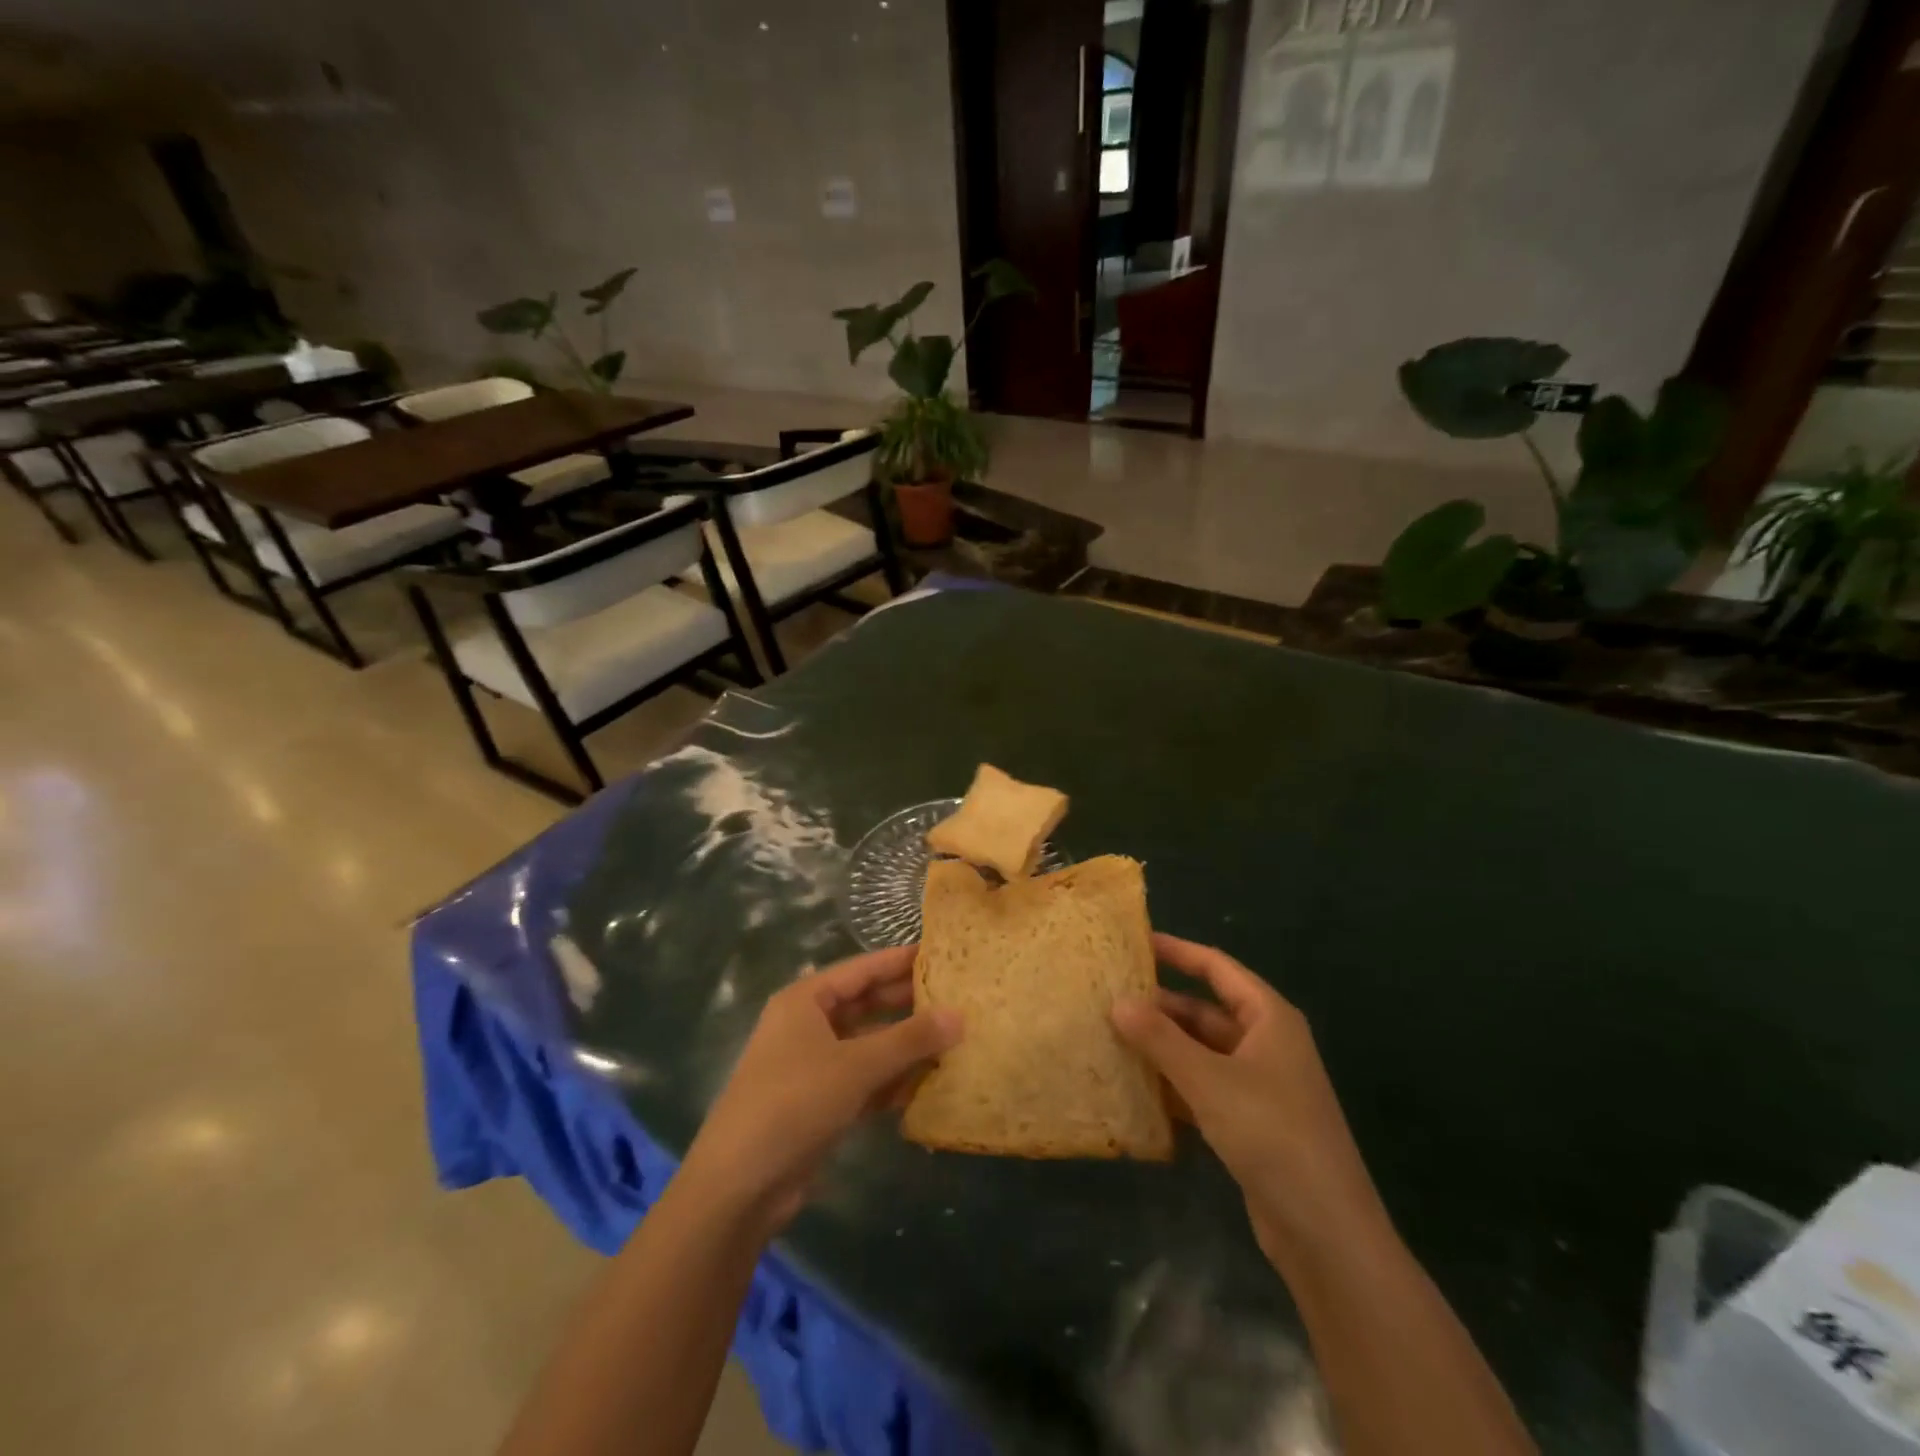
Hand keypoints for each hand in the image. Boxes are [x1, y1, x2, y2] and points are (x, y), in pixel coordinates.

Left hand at [676, 946, 961, 1239]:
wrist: (739, 1186)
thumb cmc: (795, 1102)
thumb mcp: (856, 1066)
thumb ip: (910, 1039)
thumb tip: (960, 1015)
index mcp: (806, 1000)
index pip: (862, 969)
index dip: (900, 960)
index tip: (941, 953)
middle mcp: (807, 1025)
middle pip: (866, 1004)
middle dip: (908, 1003)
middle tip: (956, 997)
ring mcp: (812, 1066)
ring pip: (868, 1044)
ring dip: (904, 1045)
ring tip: (953, 1038)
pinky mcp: (819, 1103)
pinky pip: (864, 1080)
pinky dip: (891, 1081)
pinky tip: (928, 1083)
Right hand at [1111, 934, 1387, 1268]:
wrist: (1327, 1234)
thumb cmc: (1272, 1135)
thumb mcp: (1209, 1080)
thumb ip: (1160, 1039)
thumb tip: (1117, 1002)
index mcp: (1269, 1018)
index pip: (1216, 967)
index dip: (1177, 951)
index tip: (1134, 942)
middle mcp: (1266, 1044)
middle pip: (1205, 1011)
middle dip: (1160, 1006)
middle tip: (1108, 997)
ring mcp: (1259, 1085)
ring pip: (1201, 1051)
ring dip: (1162, 1047)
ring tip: (1111, 1037)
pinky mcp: (1250, 1123)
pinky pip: (1203, 1087)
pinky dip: (1173, 1084)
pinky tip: (1135, 1088)